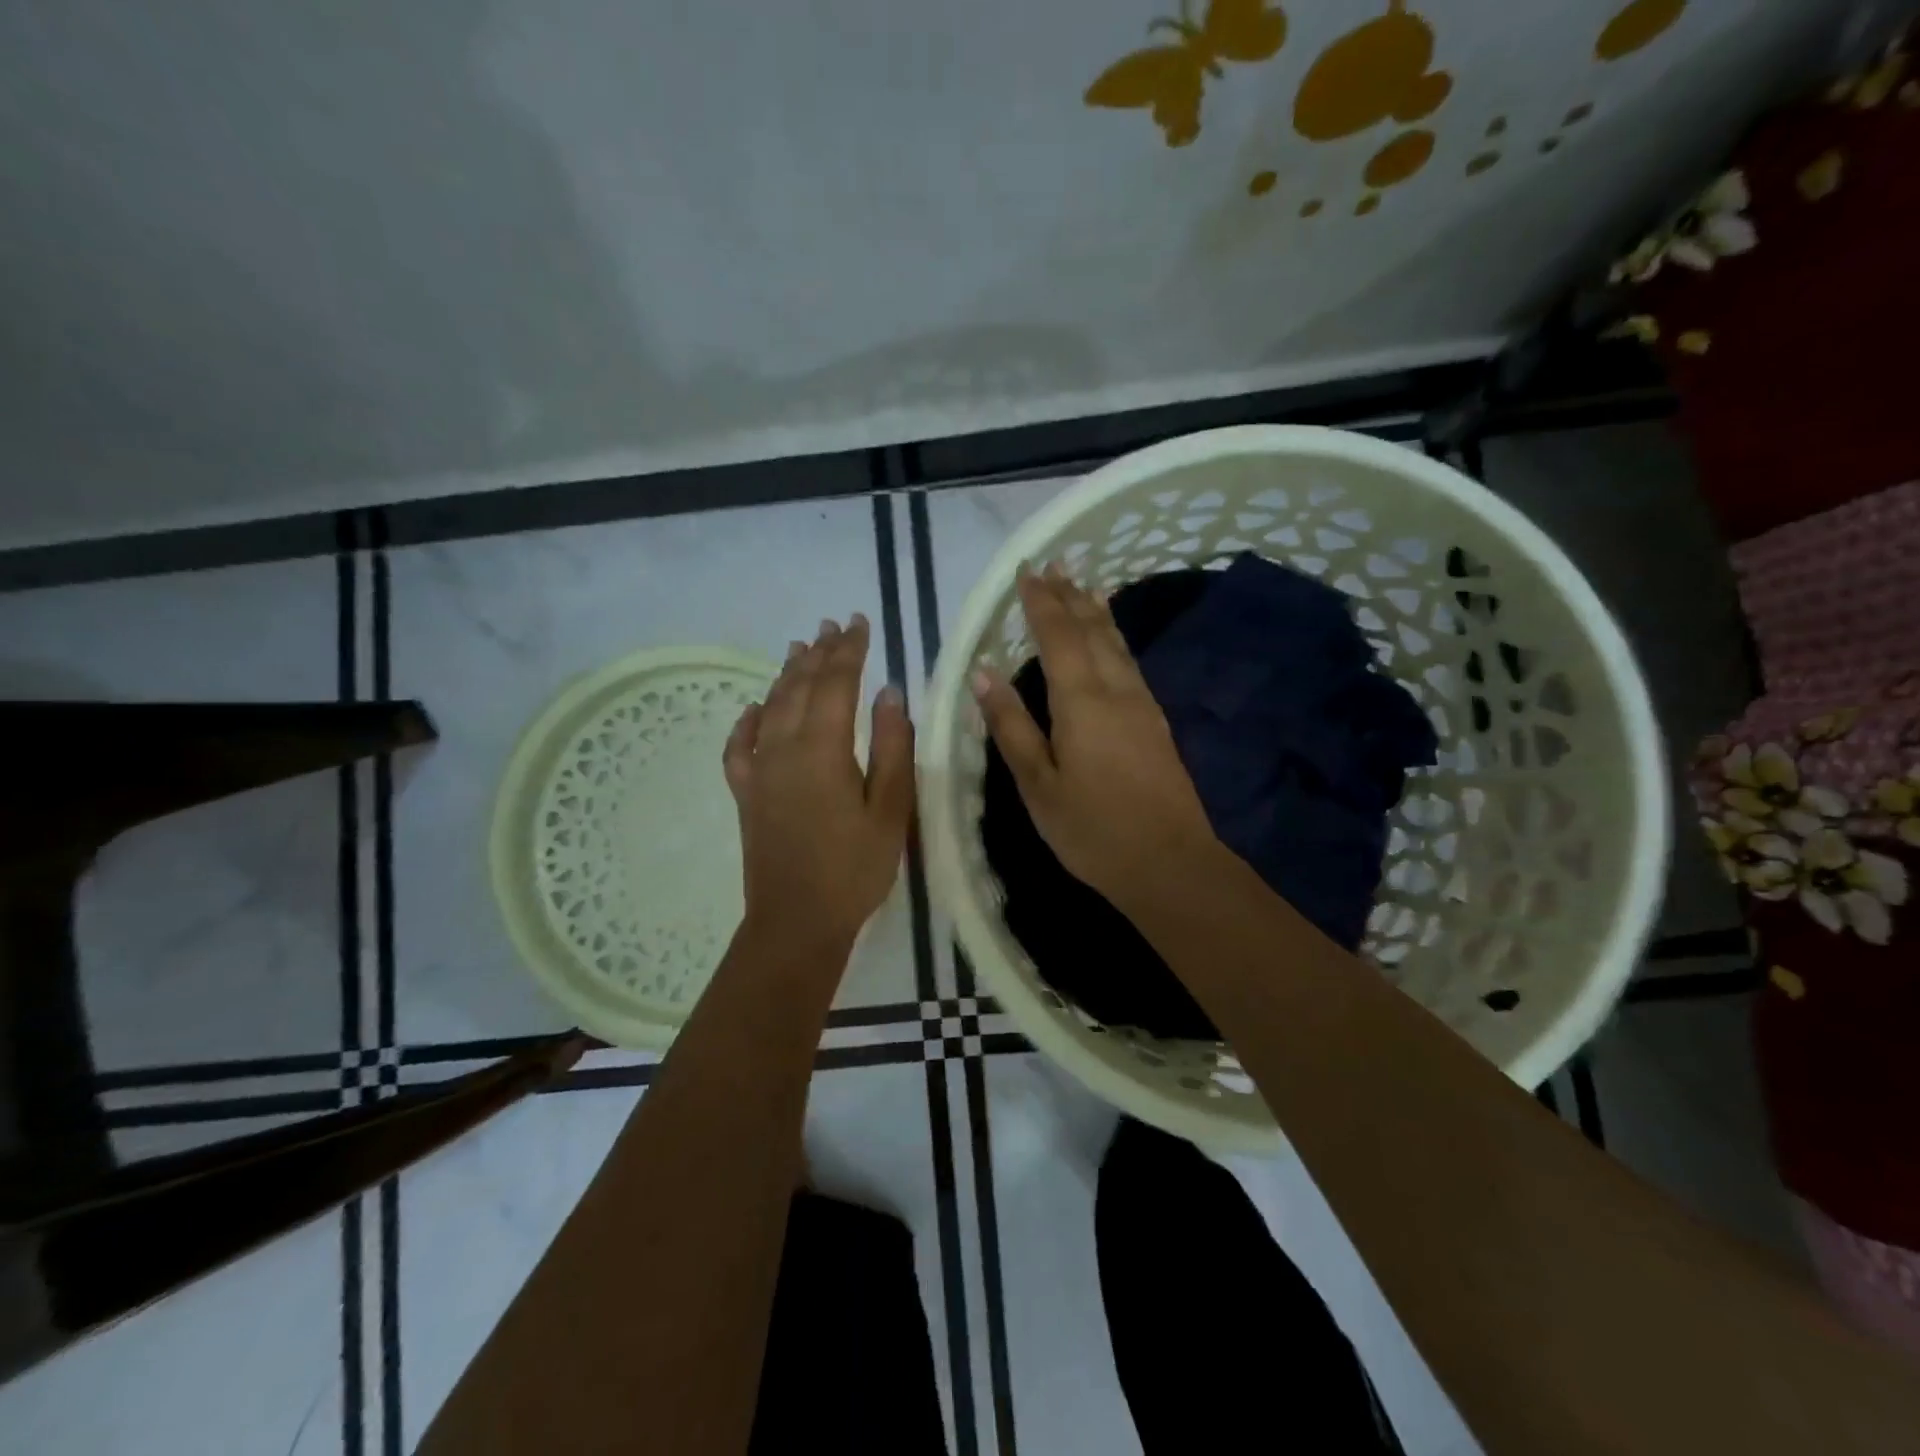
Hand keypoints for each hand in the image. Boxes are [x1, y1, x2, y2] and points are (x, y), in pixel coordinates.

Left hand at [724, 613, 914, 955]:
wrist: (796, 921)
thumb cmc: (853, 868)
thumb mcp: (890, 810)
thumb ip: (891, 748)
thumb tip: (889, 694)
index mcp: (823, 748)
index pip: (836, 683)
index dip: (848, 650)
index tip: (859, 622)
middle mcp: (784, 748)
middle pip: (800, 687)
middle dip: (818, 653)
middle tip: (831, 625)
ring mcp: (759, 771)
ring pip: (770, 708)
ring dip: (786, 675)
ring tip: (798, 649)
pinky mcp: (746, 794)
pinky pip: (739, 746)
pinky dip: (747, 721)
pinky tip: (752, 709)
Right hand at [972, 562, 1218, 910]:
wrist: (1169, 862)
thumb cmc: (1092, 828)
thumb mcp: (1038, 783)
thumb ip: (1011, 726)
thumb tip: (984, 674)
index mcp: (1082, 701)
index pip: (1059, 635)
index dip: (1041, 602)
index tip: (1027, 572)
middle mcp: (1116, 689)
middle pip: (1092, 629)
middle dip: (1070, 595)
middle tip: (1055, 565)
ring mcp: (1142, 704)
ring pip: (1116, 642)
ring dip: (1097, 611)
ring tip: (1085, 585)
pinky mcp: (1156, 721)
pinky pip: (1130, 661)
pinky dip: (1115, 637)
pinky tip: (1112, 640)